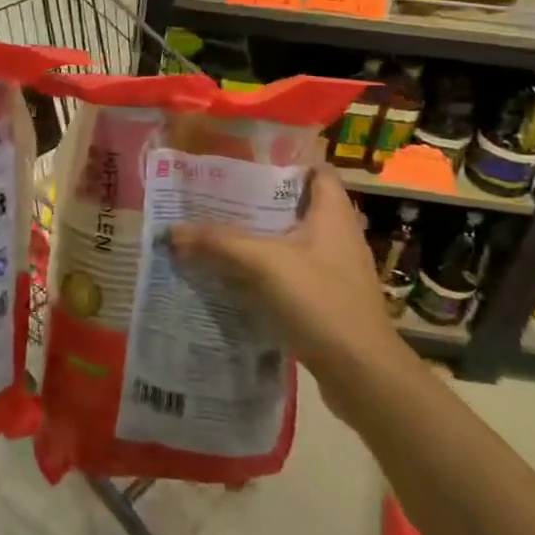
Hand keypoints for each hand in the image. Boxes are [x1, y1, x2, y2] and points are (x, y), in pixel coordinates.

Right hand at [170, 167, 402, 412]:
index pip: (316, 170)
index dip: (285, 160)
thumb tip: (172, 230)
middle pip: (296, 205)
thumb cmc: (321, 302)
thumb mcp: (264, 264)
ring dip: (258, 236)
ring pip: (290, 241)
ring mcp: (334, 270)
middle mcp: (338, 236)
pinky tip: (233, 274)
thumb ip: (219, 242)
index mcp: (333, 214)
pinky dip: (264, 269)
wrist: (362, 374)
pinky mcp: (327, 300)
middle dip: (258, 200)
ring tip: (217, 230)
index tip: (246, 159)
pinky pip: (290, 272)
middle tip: (217, 195)